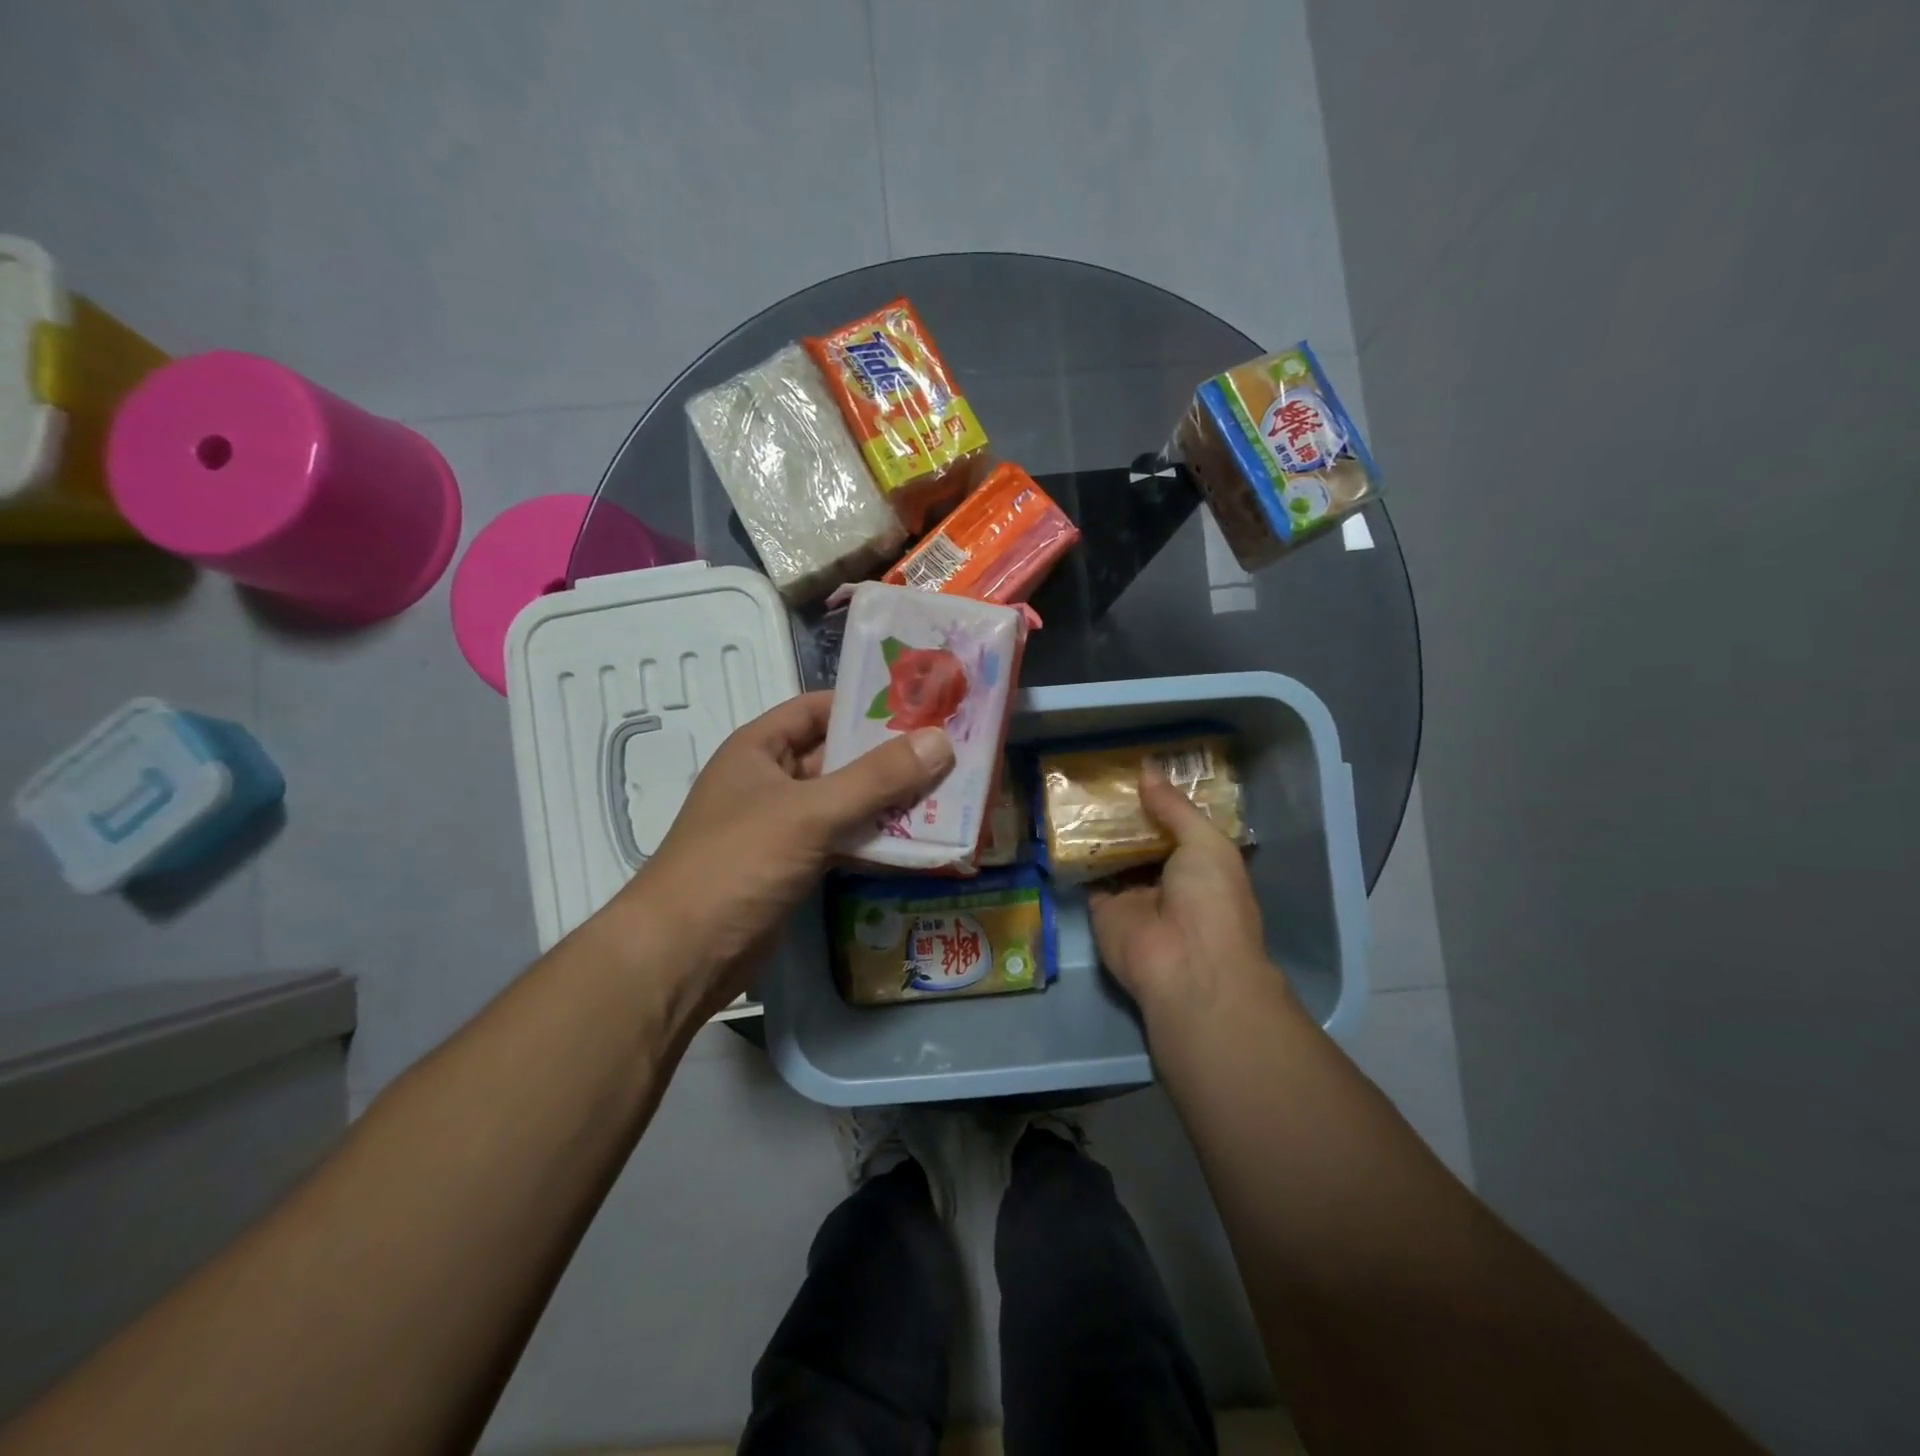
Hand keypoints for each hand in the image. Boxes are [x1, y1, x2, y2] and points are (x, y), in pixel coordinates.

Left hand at [605, 691, 953, 1014]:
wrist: (682, 956)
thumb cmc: (737, 863)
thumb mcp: (809, 812)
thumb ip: (876, 779)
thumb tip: (941, 742)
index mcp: (760, 749)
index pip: (818, 709)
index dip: (866, 703)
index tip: (922, 704)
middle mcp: (772, 781)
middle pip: (840, 758)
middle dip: (891, 757)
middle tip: (952, 751)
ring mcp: (784, 827)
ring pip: (847, 803)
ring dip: (892, 802)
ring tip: (951, 795)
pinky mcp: (796, 867)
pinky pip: (845, 842)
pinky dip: (878, 842)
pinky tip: (924, 844)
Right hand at [1087, 767, 1286, 1028]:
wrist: (1186, 964)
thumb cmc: (1211, 899)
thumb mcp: (1205, 842)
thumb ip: (1174, 807)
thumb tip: (1147, 769)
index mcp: (1200, 862)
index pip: (1176, 823)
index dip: (1158, 797)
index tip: (1134, 765)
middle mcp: (1166, 877)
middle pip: (1140, 836)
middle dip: (1123, 809)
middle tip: (1096, 771)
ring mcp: (1133, 893)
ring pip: (1112, 853)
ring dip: (1097, 827)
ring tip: (1074, 786)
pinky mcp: (1102, 908)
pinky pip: (1087, 875)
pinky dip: (1075, 854)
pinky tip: (1060, 821)